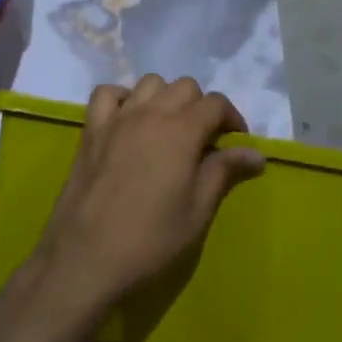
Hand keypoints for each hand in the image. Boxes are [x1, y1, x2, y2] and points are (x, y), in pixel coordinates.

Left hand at [28, 76, 264, 318]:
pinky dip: (123, 98)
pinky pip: (107, 94)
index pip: (215, 103)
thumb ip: (224, 173)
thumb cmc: (150, 241)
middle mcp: (150, 113)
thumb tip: (256, 154)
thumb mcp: (197, 212)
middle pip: (184, 87)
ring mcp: (117, 118)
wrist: (85, 258)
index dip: (232, 117)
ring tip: (169, 129)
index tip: (236, 142)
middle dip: (201, 106)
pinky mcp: (91, 129)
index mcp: (181, 131)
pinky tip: (129, 120)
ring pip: (149, 84)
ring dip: (165, 98)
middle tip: (204, 141)